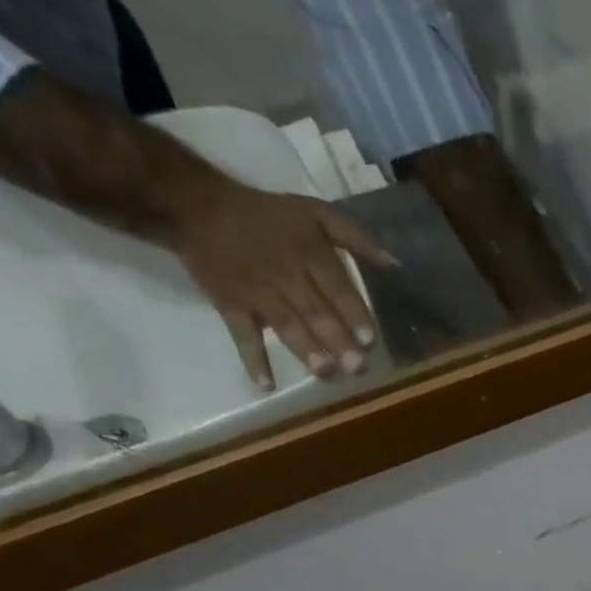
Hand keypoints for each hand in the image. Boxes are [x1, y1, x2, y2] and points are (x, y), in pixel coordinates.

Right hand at [168, 178, 398, 390]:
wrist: (194, 205)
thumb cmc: (268, 215)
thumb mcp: (315, 212)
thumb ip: (356, 238)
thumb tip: (395, 265)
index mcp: (308, 253)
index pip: (334, 285)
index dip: (352, 312)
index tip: (369, 339)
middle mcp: (284, 274)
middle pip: (313, 310)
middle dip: (336, 339)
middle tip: (357, 367)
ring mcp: (256, 292)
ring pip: (284, 323)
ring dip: (304, 349)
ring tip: (325, 372)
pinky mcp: (230, 305)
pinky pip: (242, 334)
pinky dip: (253, 359)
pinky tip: (266, 385)